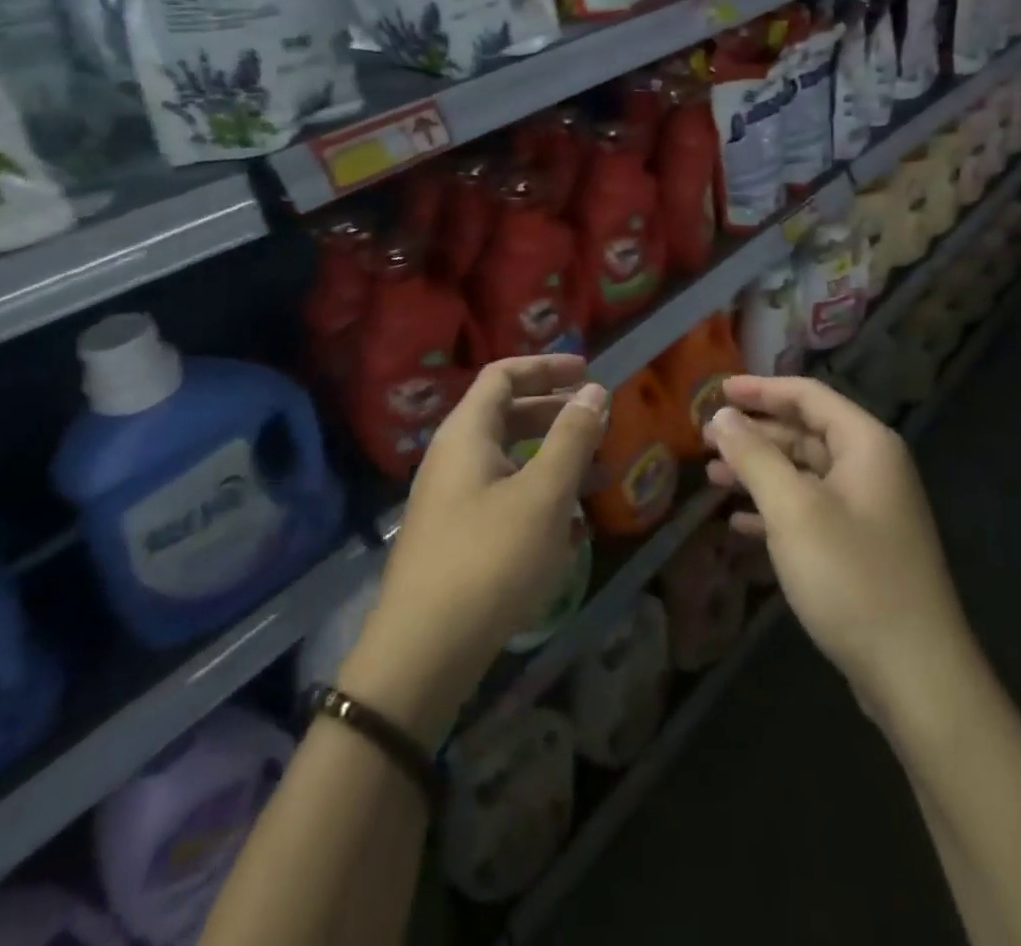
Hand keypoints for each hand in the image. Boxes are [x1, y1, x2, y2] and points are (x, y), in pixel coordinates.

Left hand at [340, 355, 606, 742]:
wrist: (423, 653)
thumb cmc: (489, 559)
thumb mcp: (543, 494)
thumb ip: (572, 437)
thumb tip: (595, 391)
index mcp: (466, 434)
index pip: (503, 375)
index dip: (546, 367)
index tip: (588, 371)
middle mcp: (453, 458)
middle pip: (506, 415)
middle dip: (554, 413)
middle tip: (597, 421)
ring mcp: (451, 501)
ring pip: (508, 461)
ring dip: (553, 460)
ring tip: (597, 475)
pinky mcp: (457, 539)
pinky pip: (503, 499)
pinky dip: (538, 498)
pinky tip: (572, 530)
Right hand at [704, 375, 970, 720]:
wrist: (916, 675)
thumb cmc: (851, 577)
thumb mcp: (793, 509)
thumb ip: (755, 456)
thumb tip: (723, 416)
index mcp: (865, 444)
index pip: (808, 395)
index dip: (760, 389)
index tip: (716, 390)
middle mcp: (871, 467)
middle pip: (805, 431)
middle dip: (755, 432)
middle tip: (707, 437)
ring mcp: (868, 509)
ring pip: (804, 473)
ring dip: (759, 471)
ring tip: (713, 476)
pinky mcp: (860, 547)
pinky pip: (810, 510)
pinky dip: (775, 509)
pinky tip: (739, 523)